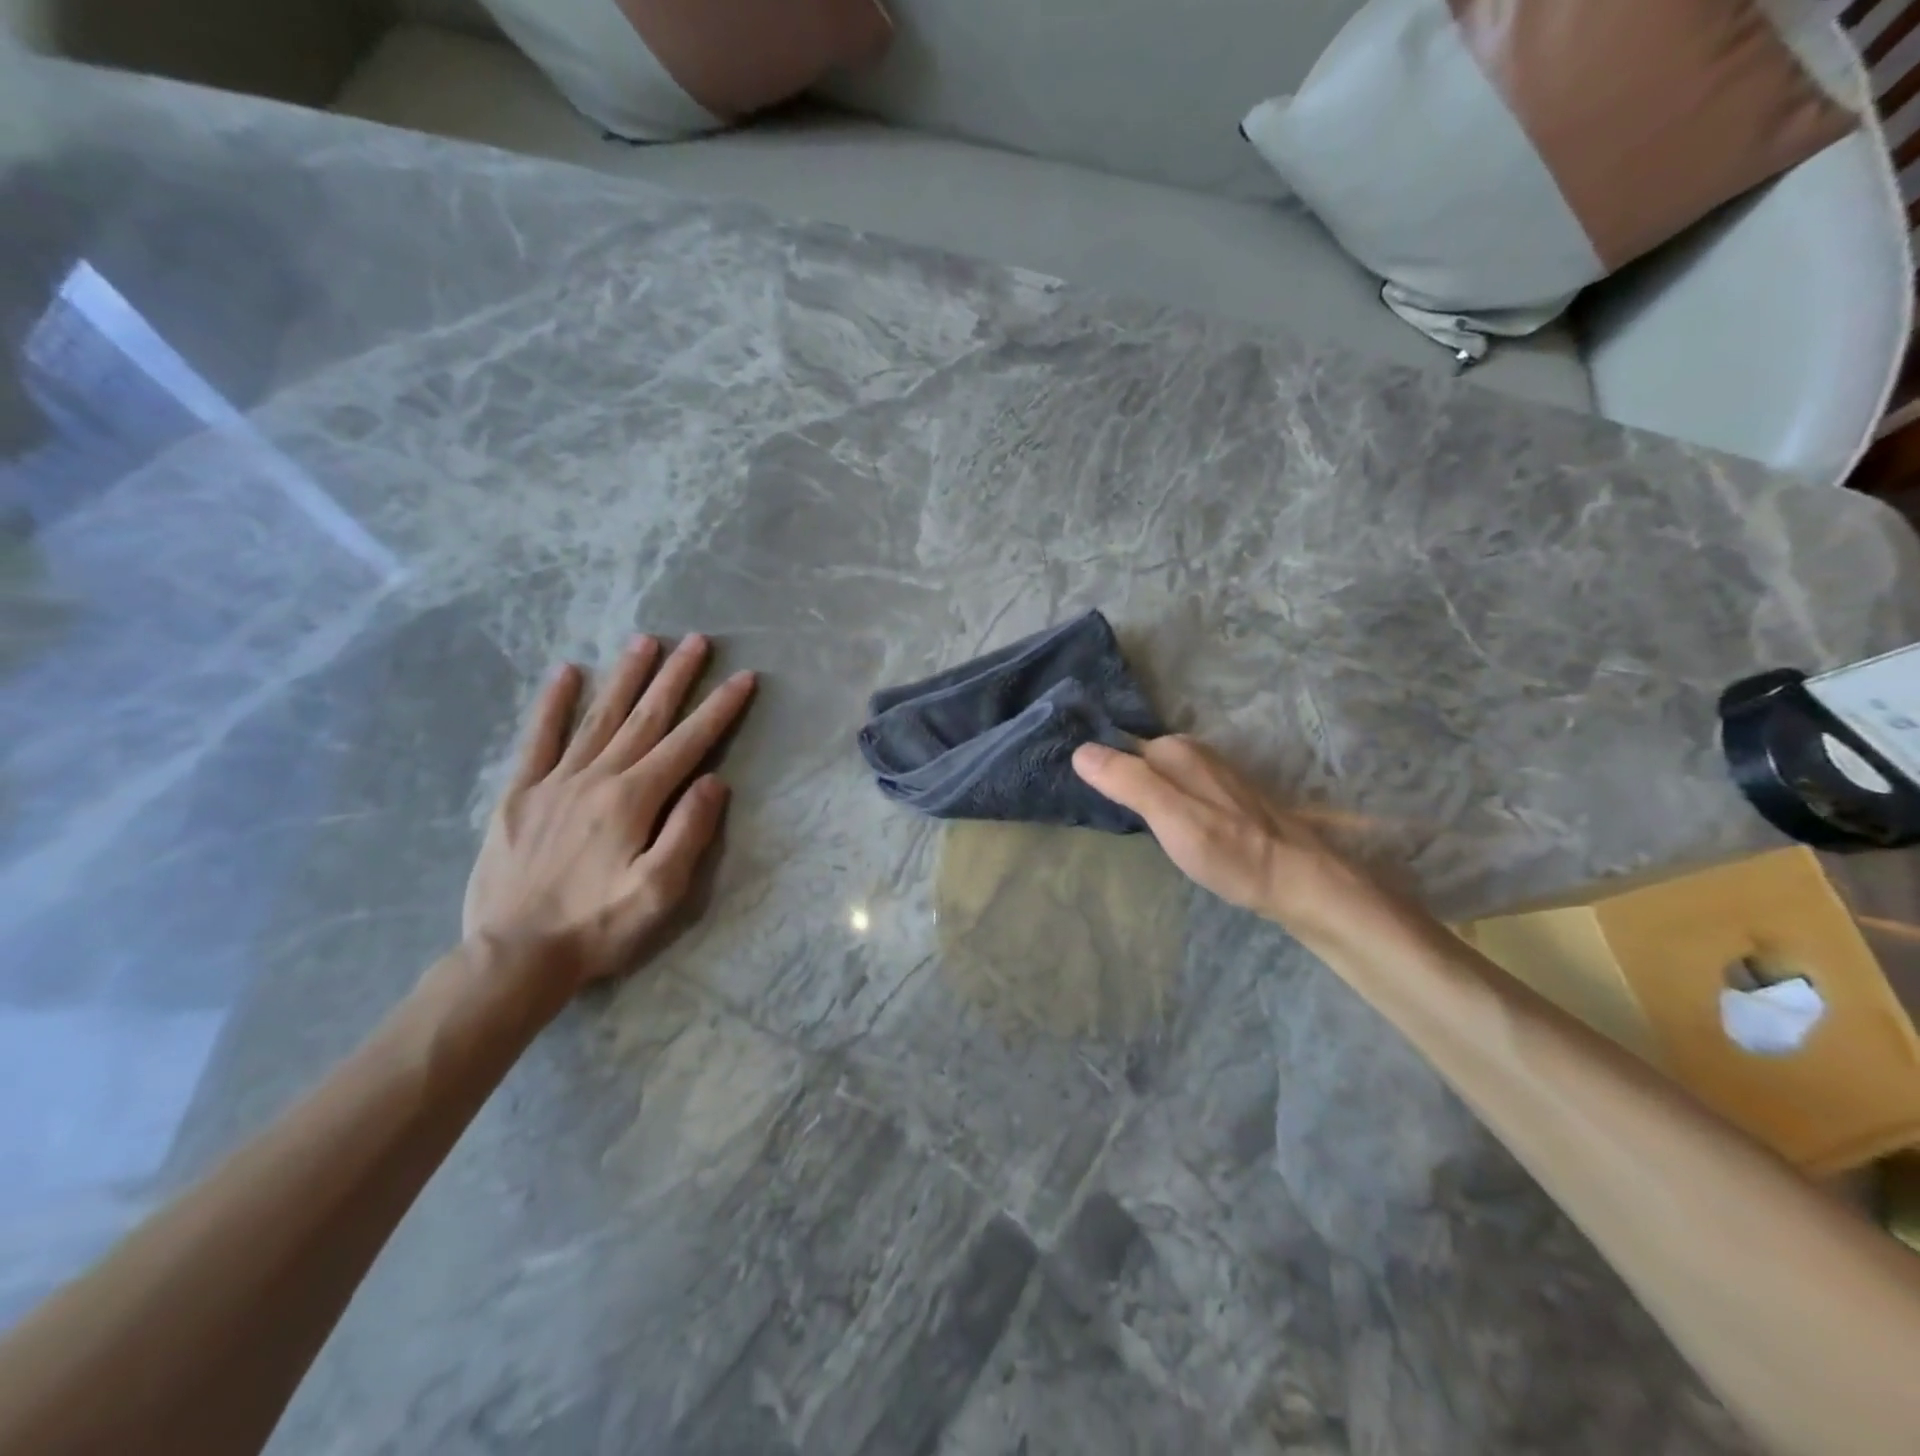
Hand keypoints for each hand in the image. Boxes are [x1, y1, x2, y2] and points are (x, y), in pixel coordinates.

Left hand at [462, 634, 754, 988]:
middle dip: (675, 677)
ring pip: (599, 717)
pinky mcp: (520, 794)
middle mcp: (597, 777)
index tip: (743, 678)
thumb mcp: (660, 891)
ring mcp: (554, 781)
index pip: (688, 743)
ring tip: (645, 642)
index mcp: (634, 800)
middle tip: (697, 641)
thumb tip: (713, 780)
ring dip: (625, 677)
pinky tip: (567, 673)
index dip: (719, 709)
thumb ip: (688, 831)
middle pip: (645, 717)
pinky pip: (538, 739)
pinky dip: (553, 704)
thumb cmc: (598, 927)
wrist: (514, 956)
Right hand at [1072, 735, 1396, 940]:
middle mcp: (1192, 752)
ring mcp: (1210, 774)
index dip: (1095, 768)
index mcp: (1174, 750)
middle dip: (1114, 777)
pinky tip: (1156, 825)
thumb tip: (1079, 750)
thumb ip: (1127, 782)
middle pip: (1136, 760)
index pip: (1116, 748)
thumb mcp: (1170, 816)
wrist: (1297, 879)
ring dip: (1136, 790)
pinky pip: (1173, 789)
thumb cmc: (1229, 850)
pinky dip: (1158, 801)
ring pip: (1156, 775)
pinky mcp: (1220, 797)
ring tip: (1114, 816)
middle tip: (1088, 808)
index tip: (1071, 790)